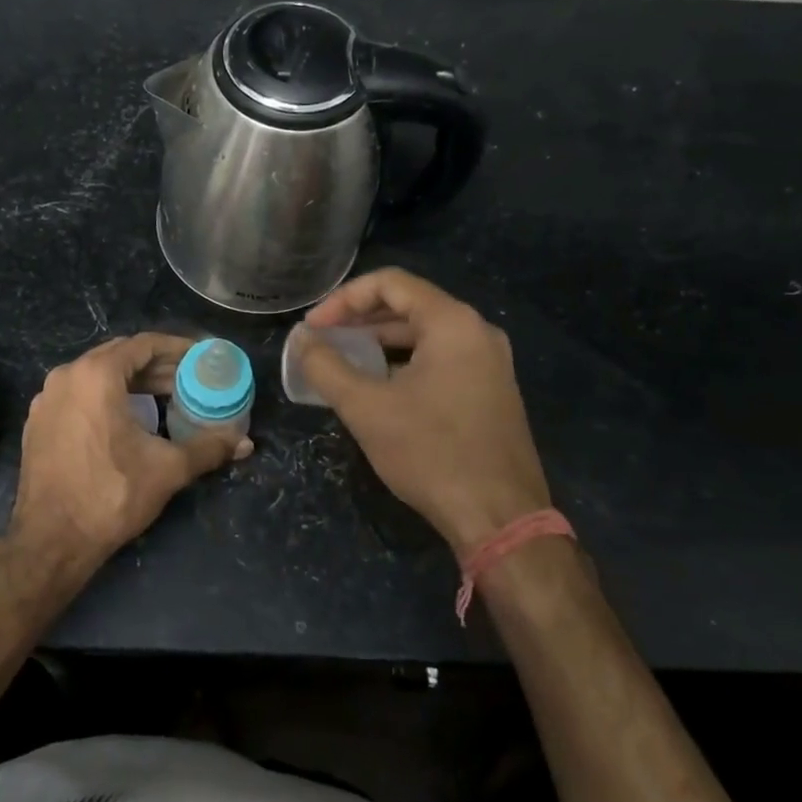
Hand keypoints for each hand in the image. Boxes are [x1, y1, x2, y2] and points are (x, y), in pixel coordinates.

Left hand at [10, 334, 251, 566]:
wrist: (50, 540)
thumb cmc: (110, 495)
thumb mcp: (167, 469)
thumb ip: (208, 448)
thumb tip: (245, 443)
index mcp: (96, 375)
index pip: (143, 344)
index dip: (176, 348)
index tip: (200, 357)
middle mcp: (66, 376)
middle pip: (119, 356)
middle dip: (156, 365)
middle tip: (188, 379)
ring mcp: (47, 399)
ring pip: (96, 375)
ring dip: (131, 381)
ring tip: (164, 397)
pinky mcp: (38, 422)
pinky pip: (78, 395)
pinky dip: (105, 397)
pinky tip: (127, 419)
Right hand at [299, 269, 550, 556]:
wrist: (500, 518)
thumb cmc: (430, 453)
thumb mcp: (366, 407)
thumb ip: (326, 367)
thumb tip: (302, 341)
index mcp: (452, 323)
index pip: (390, 283)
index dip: (343, 299)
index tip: (313, 328)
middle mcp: (477, 332)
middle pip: (408, 305)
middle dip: (359, 320)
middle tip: (322, 342)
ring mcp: (489, 362)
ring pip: (423, 334)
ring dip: (379, 342)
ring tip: (342, 362)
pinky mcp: (490, 391)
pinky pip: (439, 359)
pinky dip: (403, 362)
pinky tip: (377, 387)